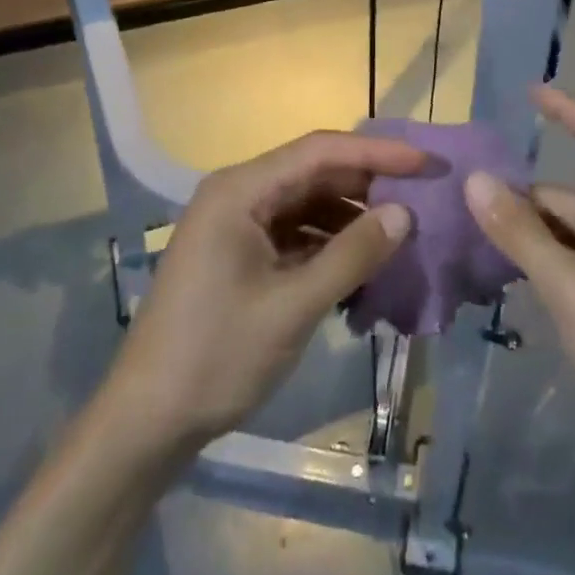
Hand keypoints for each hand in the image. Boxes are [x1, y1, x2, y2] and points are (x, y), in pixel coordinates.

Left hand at [104, 131, 420, 448]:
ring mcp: (236, 225)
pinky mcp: (239, 254)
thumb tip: (404, 214)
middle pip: (314, 173)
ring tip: (399, 236)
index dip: (377, 153)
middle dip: (368, 185)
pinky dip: (329, 246)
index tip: (427, 164)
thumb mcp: (293, 306)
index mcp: (240, 190)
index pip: (320, 151)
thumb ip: (351, 255)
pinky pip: (295, 234)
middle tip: (422, 199)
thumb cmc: (216, 356)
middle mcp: (237, 195)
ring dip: (351, 218)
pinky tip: (361, 268)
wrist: (147, 422)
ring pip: (307, 204)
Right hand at [464, 87, 574, 475]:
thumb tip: (475, 179)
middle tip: (460, 212)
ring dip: (526, 237)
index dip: (568, 110)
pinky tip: (508, 281)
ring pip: (566, 233)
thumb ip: (520, 232)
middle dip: (519, 201)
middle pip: (567, 196)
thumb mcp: (569, 287)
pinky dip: (544, 263)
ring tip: (472, 248)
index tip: (530, 92)